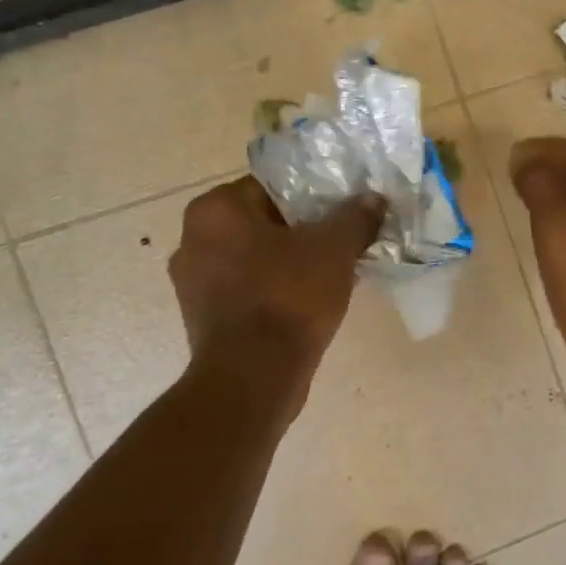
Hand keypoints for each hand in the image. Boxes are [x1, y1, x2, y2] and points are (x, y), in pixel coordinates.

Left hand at [169, 178, 383, 391]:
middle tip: (338, 242)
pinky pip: (245, 289)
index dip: (311, 196)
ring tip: (328, 274)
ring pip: (253, 258)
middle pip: (260, 222)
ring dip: (286, 262)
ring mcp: (192, 282)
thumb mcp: (334, 249)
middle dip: (299, 231)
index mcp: (215, 209)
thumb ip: (355, 217)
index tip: (339, 212)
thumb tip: (373, 199)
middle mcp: (192, 238)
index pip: (270, 186)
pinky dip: (272, 291)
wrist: (254, 378)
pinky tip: (305, 303)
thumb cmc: (288, 298)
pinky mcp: (201, 317)